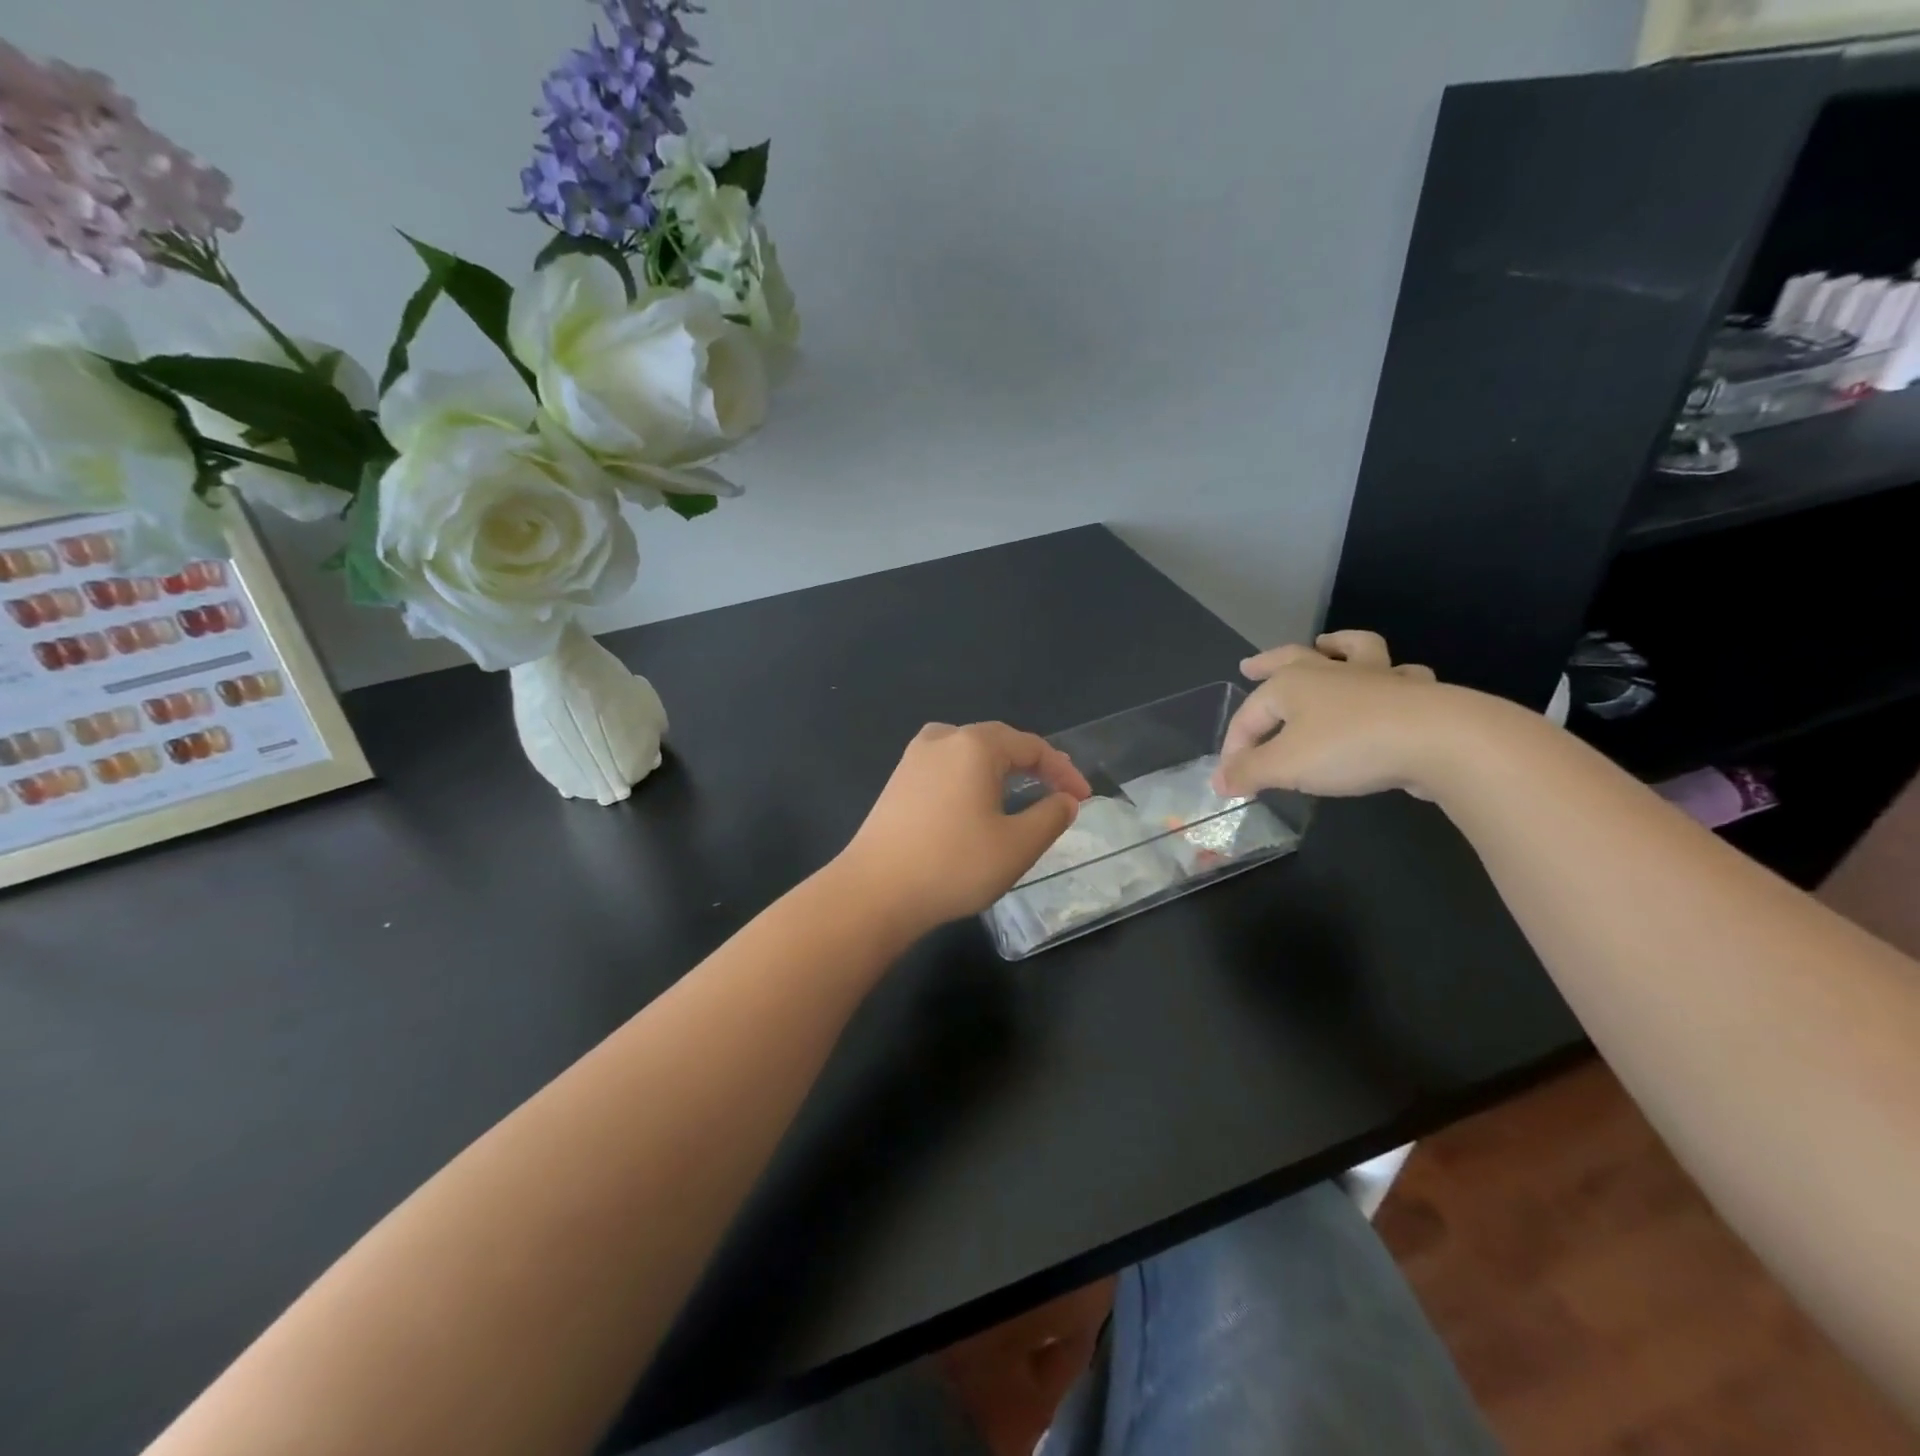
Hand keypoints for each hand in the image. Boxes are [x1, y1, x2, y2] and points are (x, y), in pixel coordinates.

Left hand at [837, 722, 1092, 933]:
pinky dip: (971, 776)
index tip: (1082, 798)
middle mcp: (942, 740)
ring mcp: (914, 758)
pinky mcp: (897, 781)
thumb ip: (1050, 817)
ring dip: (1000, 766)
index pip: (1031, 746)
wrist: (875, 891)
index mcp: (975, 746)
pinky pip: (946, 766)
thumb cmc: (953, 864)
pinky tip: (975, 800)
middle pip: (999, 741)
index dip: (1062, 770)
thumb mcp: (1017, 846)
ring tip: (1020, 787)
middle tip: (1058, 788)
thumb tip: (1065, 801)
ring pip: (968, 751)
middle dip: (1032, 763)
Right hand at [1214, 630, 1444, 798]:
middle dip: (1267, 663)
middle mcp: (1330, 672)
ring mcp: (1376, 677)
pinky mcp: (1414, 694)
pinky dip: (1394, 677)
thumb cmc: (1348, 747)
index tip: (1231, 779)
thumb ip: (1249, 772)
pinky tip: (1393, 684)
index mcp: (1291, 684)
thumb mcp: (1285, 766)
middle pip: (1291, 658)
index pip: (1248, 716)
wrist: (1438, 740)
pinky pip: (1402, 676)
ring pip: (1354, 651)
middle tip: (1250, 665)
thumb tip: (1219, 781)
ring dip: (1338, 647)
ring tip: (1329, 647)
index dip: (1234, 747)